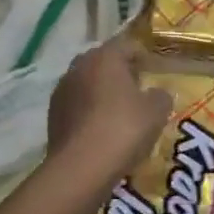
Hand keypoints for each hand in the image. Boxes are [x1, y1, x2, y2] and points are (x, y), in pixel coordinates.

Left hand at [47, 39, 173, 179]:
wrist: (80, 168)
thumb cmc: (123, 129)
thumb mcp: (156, 112)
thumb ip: (161, 95)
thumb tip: (156, 93)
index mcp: (105, 57)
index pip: (127, 45)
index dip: (143, 56)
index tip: (154, 71)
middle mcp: (79, 66)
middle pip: (103, 62)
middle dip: (120, 72)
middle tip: (138, 89)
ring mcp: (62, 91)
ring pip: (87, 83)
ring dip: (102, 92)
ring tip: (119, 112)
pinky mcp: (52, 115)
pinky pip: (77, 105)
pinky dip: (89, 111)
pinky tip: (102, 129)